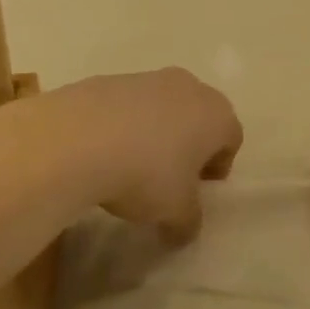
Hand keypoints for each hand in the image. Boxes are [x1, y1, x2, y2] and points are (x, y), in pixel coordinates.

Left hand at [9, 68, 241, 238]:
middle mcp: (189, 88)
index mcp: (217, 114)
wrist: (77, 139)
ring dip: (156, 132)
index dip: (218, 166)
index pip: (232, 138)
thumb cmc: (145, 174)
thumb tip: (185, 230)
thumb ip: (189, 221)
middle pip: (200, 116)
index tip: (199, 189)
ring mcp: (148, 78)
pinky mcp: (110, 79)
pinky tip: (103, 150)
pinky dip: (123, 124)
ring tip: (132, 164)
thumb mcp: (175, 212)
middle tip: (171, 176)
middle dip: (190, 144)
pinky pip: (128, 105)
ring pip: (163, 107)